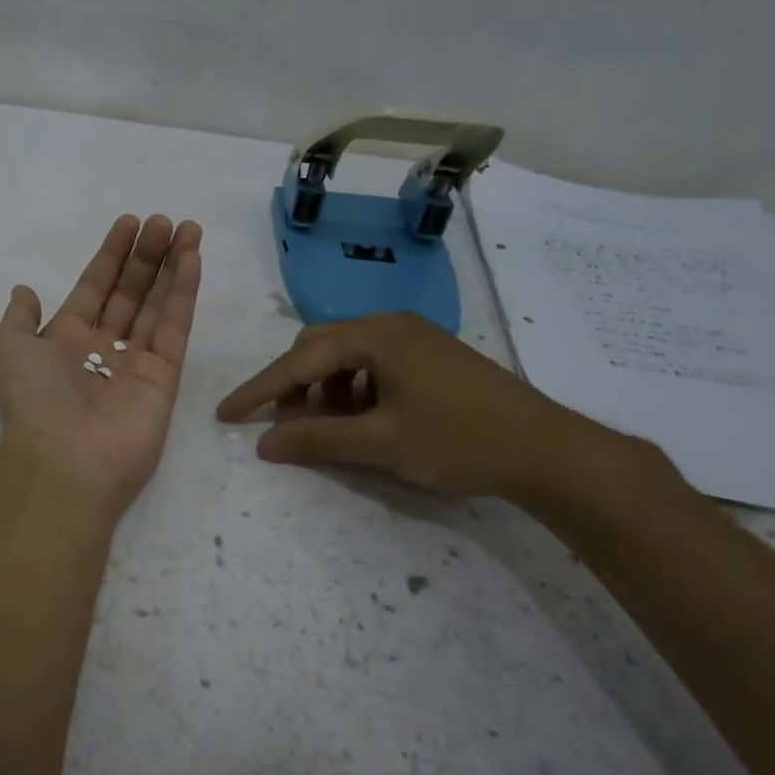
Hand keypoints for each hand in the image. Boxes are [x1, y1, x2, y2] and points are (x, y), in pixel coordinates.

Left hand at [0, 215, 202, 520]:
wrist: (65, 459)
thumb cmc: (33, 399)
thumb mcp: (6, 349)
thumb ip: (19, 318)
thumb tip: (24, 291)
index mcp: (67, 340)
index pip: (94, 287)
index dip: (111, 256)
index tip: (129, 223)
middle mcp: (104, 348)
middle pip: (130, 292)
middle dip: (146, 256)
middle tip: (163, 221)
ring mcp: (136, 363)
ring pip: (156, 304)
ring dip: (171, 266)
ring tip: (186, 229)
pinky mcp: (165, 377)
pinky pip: (174, 327)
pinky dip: (184, 293)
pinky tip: (192, 259)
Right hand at [215, 311, 616, 503]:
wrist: (549, 450)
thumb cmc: (460, 441)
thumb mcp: (381, 444)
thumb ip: (317, 439)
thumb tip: (264, 443)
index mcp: (375, 335)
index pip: (298, 360)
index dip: (259, 390)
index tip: (225, 414)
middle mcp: (391, 324)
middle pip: (320, 348)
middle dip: (294, 387)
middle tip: (286, 427)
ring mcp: (415, 338)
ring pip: (347, 356)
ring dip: (325, 390)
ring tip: (329, 429)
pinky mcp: (431, 356)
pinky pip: (374, 364)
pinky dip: (354, 390)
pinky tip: (364, 420)